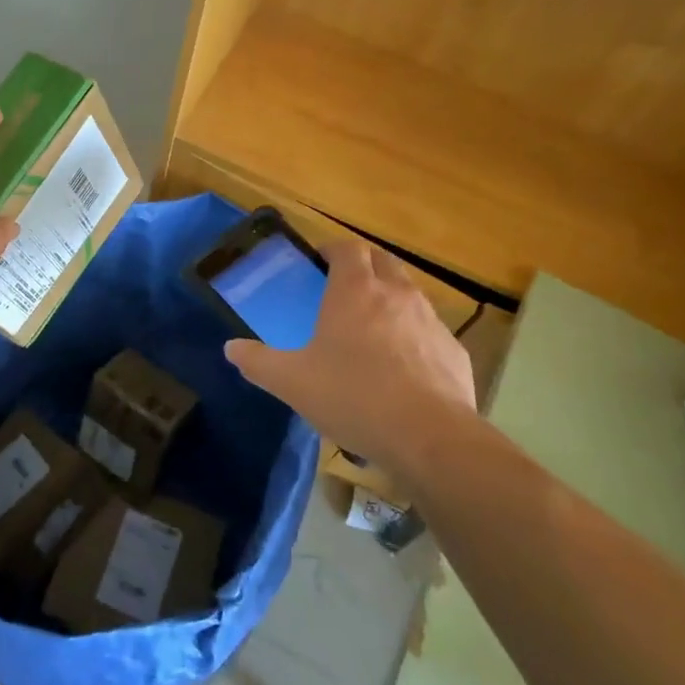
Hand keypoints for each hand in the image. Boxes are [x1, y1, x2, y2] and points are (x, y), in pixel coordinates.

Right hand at [224, 239, 475, 465]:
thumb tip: (231, 348)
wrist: (430, 437)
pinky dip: (413, 336)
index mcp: (355, 291)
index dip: (332, 250)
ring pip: (409, 294)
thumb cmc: (353, 397)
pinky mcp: (453, 350)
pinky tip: (401, 369)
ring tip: (371, 329)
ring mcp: (431, 320)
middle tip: (343, 288)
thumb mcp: (291, 382)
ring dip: (390, 299)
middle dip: (364, 266)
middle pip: (382, 261)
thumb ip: (257, 362)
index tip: (319, 262)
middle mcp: (396, 294)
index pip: (347, 248)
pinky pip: (429, 331)